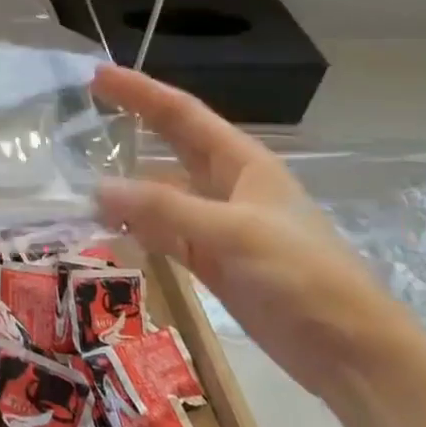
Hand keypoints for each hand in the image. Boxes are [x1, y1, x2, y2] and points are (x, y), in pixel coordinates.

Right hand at [91, 66, 415, 402]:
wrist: (350, 352)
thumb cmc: (302, 276)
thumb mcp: (233, 233)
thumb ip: (164, 210)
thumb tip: (98, 189)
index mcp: (241, 162)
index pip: (180, 114)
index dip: (139, 91)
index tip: (97, 74)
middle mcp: (225, 185)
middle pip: (168, 146)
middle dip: (128, 126)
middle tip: (78, 114)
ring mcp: (216, 224)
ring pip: (159, 193)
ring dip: (124, 185)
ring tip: (76, 176)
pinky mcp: (209, 260)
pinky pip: (161, 232)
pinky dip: (133, 227)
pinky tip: (104, 226)